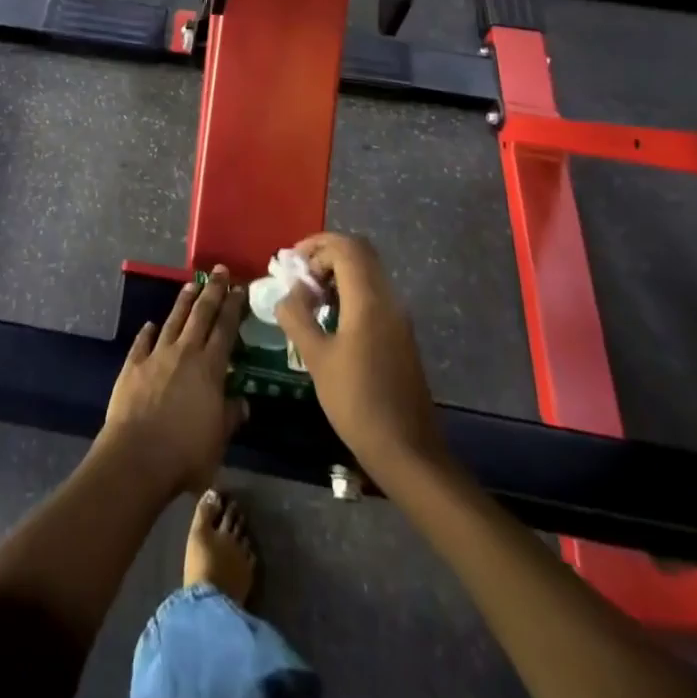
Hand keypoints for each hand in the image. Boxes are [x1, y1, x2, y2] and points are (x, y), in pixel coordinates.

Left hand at [98, 269, 248, 498]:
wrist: (137, 457)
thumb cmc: (186, 453)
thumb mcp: (219, 440)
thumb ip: (230, 416)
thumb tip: (242, 402)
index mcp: (209, 368)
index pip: (225, 329)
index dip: (233, 307)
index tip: (239, 287)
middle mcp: (184, 353)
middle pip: (201, 315)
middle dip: (212, 291)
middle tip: (220, 271)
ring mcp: (156, 356)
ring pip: (173, 320)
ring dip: (183, 302)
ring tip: (191, 284)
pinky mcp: (133, 365)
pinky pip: (142, 342)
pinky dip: (147, 332)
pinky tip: (150, 324)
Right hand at [275, 234, 445, 483]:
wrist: (408, 450)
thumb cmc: (357, 402)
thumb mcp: (316, 359)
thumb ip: (297, 318)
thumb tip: (289, 294)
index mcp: (369, 300)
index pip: (345, 248)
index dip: (315, 246)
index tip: (290, 264)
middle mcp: (388, 299)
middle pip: (359, 253)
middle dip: (325, 255)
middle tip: (299, 276)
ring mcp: (398, 317)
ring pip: (367, 273)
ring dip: (337, 274)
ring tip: (308, 298)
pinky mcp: (400, 334)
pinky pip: (373, 294)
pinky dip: (349, 292)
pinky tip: (329, 319)